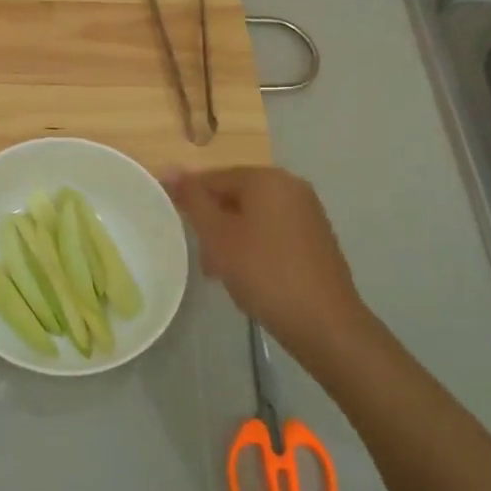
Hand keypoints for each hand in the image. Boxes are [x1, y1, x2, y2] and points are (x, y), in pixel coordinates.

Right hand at [164, 167, 375, 369]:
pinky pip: (274, 231)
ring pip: (254, 216)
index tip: (182, 233)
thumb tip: (167, 168)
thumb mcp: (217, 235)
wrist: (323, 322)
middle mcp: (291, 186)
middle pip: (235, 196)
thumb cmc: (263, 272)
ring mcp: (308, 212)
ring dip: (232, 239)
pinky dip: (256, 247)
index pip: (213, 178)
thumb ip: (192, 199)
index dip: (191, 203)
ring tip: (223, 273)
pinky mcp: (316, 238)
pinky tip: (250, 276)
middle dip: (214, 224)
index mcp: (267, 178)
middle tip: (204, 259)